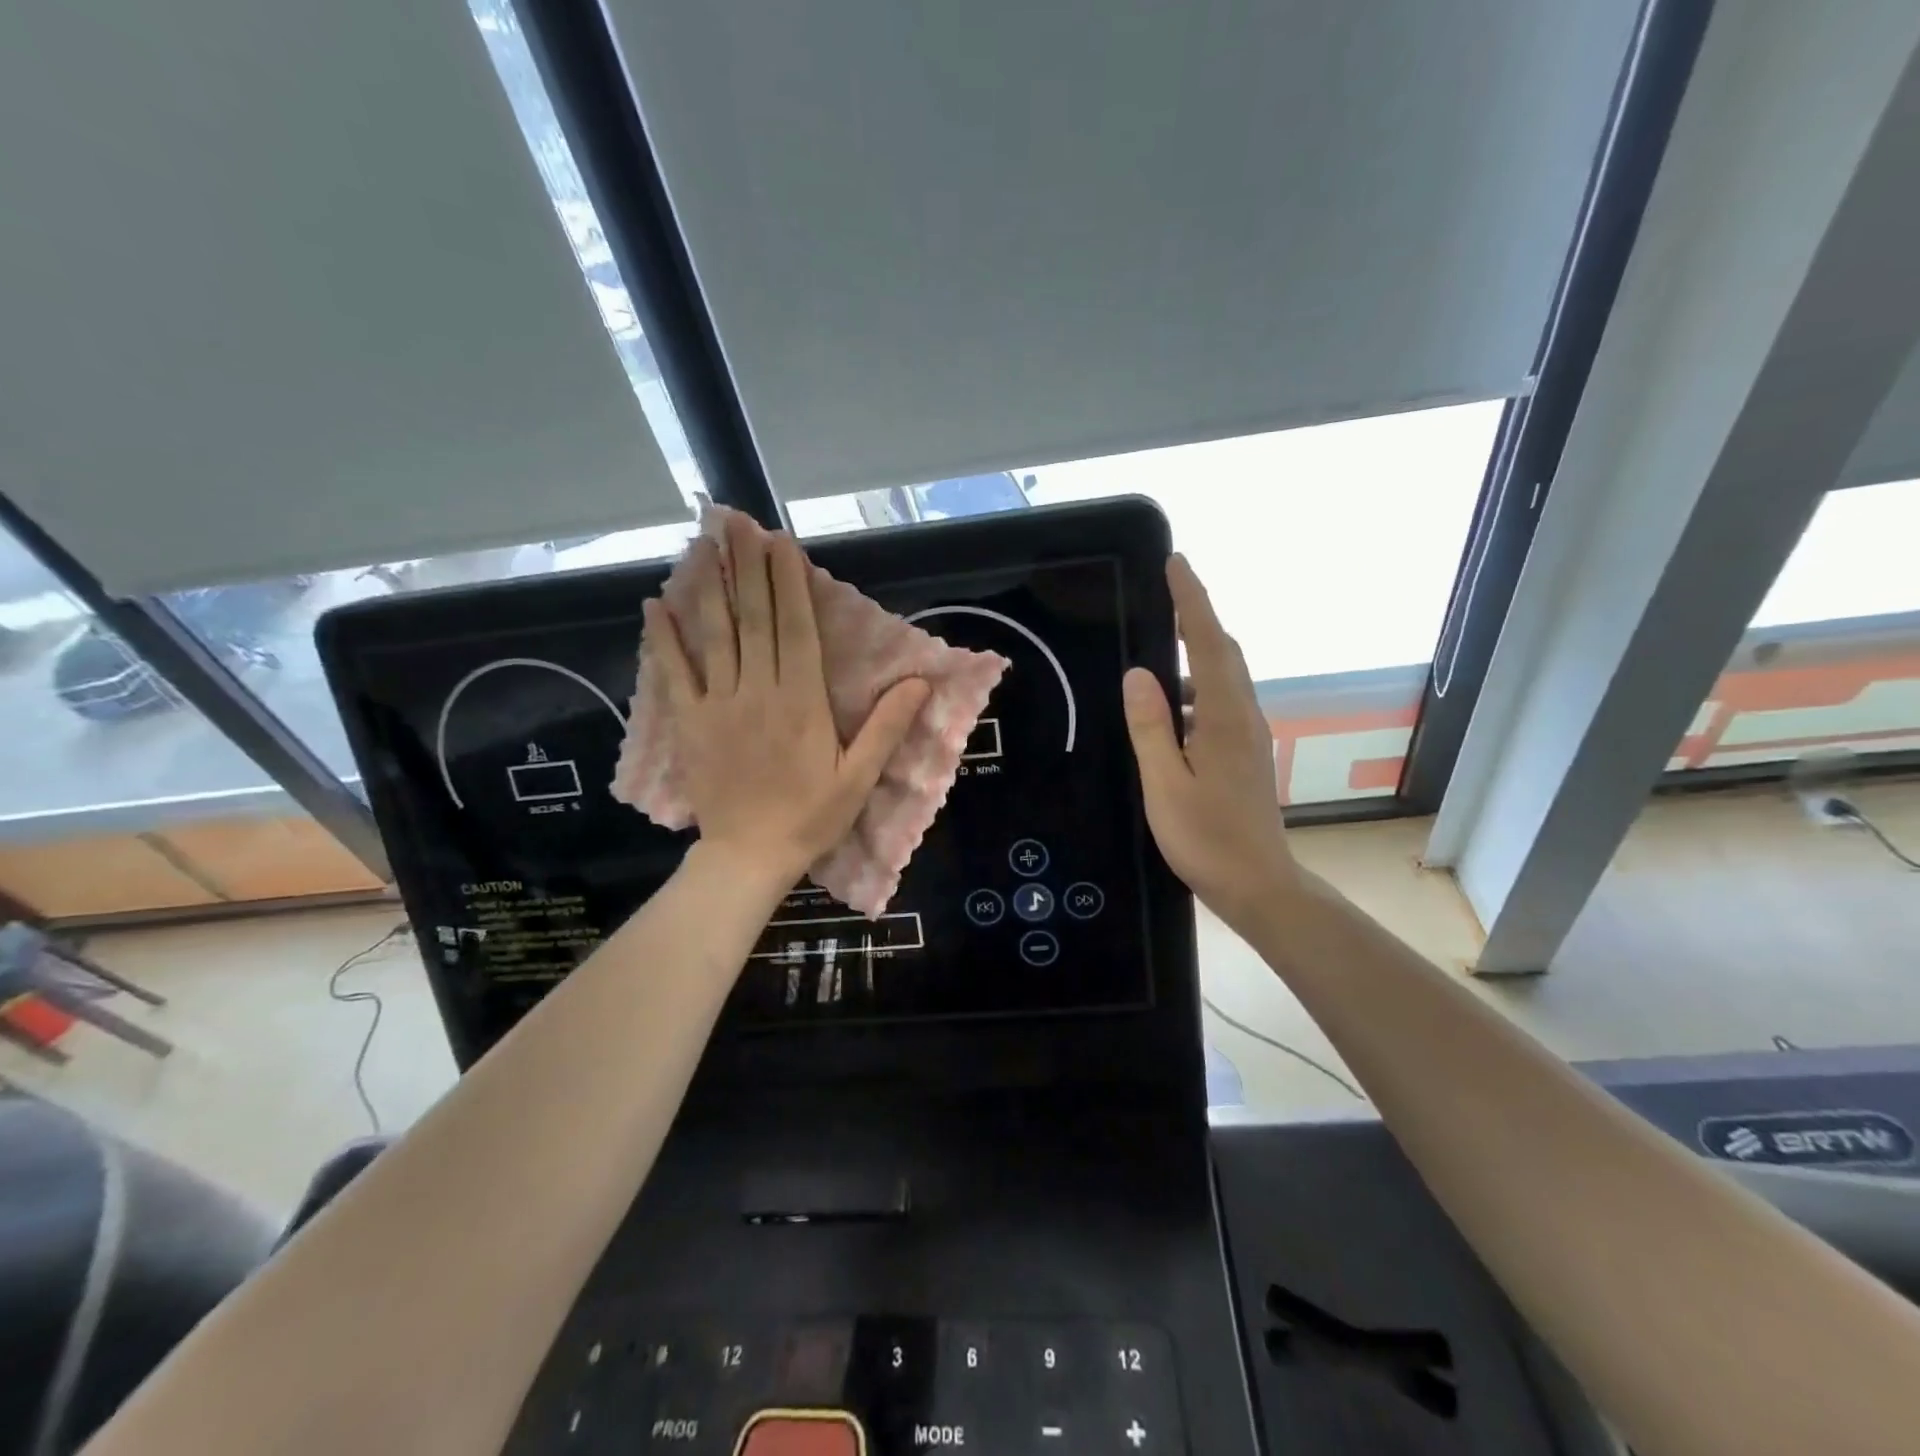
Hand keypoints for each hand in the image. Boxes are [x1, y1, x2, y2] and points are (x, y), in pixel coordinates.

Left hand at [646, 516, 929, 887]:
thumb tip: (920, 682)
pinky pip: (675, 674)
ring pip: (714, 635)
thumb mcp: (860, 778)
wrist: (749, 855)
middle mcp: (759, 690)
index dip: (789, 582)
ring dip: (709, 587)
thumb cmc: (811, 817)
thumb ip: (887, 727)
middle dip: (748, 568)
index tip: (782, 543)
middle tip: (739, 523)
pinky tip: (654, 605)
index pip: (796, 628)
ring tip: (703, 544)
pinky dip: (663, 639)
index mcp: (802, 701)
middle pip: (754, 619)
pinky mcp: (691, 723)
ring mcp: (719, 704)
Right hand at [1122, 554, 1295, 929]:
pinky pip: (1220, 702)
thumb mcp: (1164, 784)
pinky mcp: (1245, 754)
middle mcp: (1243, 717)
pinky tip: (1171, 706)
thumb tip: (1138, 674)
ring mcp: (1248, 736)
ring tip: (1161, 644)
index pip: (1208, 643)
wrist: (1258, 884)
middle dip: (1198, 616)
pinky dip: (1197, 687)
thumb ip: (1150, 727)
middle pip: (1223, 652)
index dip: (1192, 600)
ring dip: (1197, 652)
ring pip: (1223, 678)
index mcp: (1223, 718)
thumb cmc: (1206, 838)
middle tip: (1168, 590)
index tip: (1177, 563)